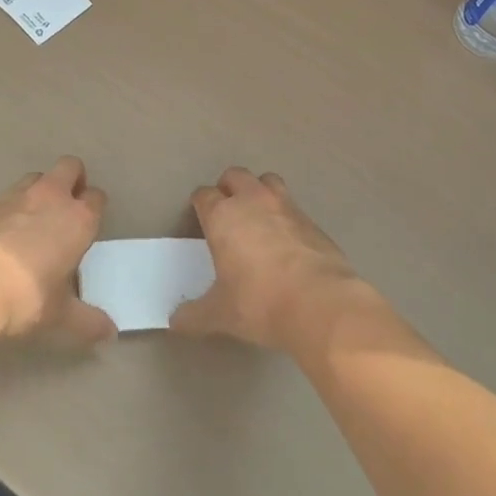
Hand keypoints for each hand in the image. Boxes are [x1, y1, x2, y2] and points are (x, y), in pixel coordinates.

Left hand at [0, 157, 115, 343]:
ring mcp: (17, 195)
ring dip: (41, 189)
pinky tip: (3, 234)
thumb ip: (88, 321)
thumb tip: (110, 333)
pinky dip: (10, 208)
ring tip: (34, 218)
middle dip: (72, 179)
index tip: (88, 226)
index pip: (96, 197)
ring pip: (37, 177)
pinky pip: (6, 197)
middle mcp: (51, 197)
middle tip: (67, 206)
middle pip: (70, 167)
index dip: (94, 208)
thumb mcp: (61, 315)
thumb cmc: (27, 297)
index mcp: (78, 219)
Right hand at [171, 167, 362, 352]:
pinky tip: (286, 240)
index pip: (204, 195)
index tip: (199, 216)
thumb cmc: (260, 302)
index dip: (200, 203)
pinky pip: (292, 206)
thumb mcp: (220, 314)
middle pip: (235, 175)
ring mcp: (285, 206)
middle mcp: (252, 201)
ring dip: (259, 191)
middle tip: (227, 211)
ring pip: (267, 181)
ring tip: (258, 216)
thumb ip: (194, 314)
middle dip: (228, 188)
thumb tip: (176, 321)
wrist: (320, 303)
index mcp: (223, 215)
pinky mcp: (311, 220)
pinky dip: (285, 215)